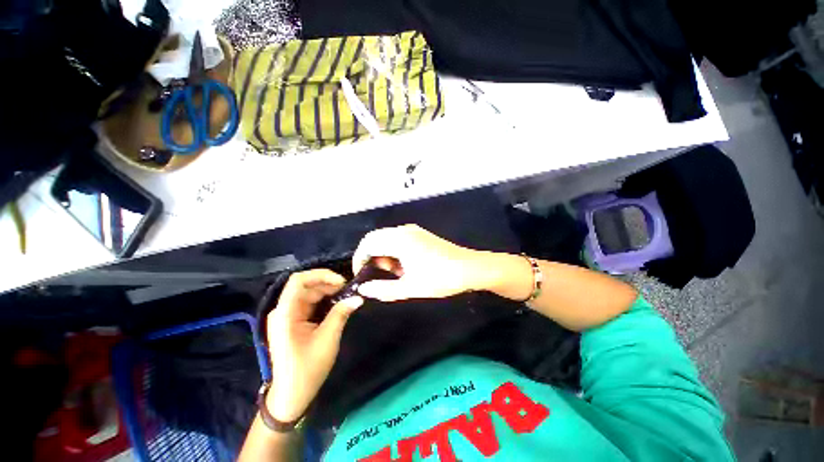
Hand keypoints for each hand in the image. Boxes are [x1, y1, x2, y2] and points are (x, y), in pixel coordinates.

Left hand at [265, 269, 363, 421]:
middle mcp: (283, 310)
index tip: (342, 282)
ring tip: (346, 295)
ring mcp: (287, 316)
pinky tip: (337, 303)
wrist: (291, 396)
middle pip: (305, 286)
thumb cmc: (307, 368)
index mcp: (285, 313)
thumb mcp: (328, 339)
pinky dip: (323, 300)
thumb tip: (358, 298)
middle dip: (327, 283)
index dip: (321, 275)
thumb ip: (341, 313)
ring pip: (308, 293)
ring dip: (327, 291)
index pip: (299, 281)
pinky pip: (308, 303)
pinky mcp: (292, 322)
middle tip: (349, 289)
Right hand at [352, 224, 485, 301]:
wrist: (472, 268)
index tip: (361, 276)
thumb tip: (364, 289)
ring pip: (387, 239)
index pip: (368, 243)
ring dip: (384, 255)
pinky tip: (405, 267)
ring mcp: (414, 231)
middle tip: (378, 277)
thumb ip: (384, 289)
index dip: (360, 259)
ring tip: (395, 275)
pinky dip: (395, 253)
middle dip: (371, 257)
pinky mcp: (421, 235)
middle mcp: (404, 230)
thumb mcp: (411, 288)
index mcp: (400, 240)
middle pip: (376, 239)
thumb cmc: (441, 278)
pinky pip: (399, 240)